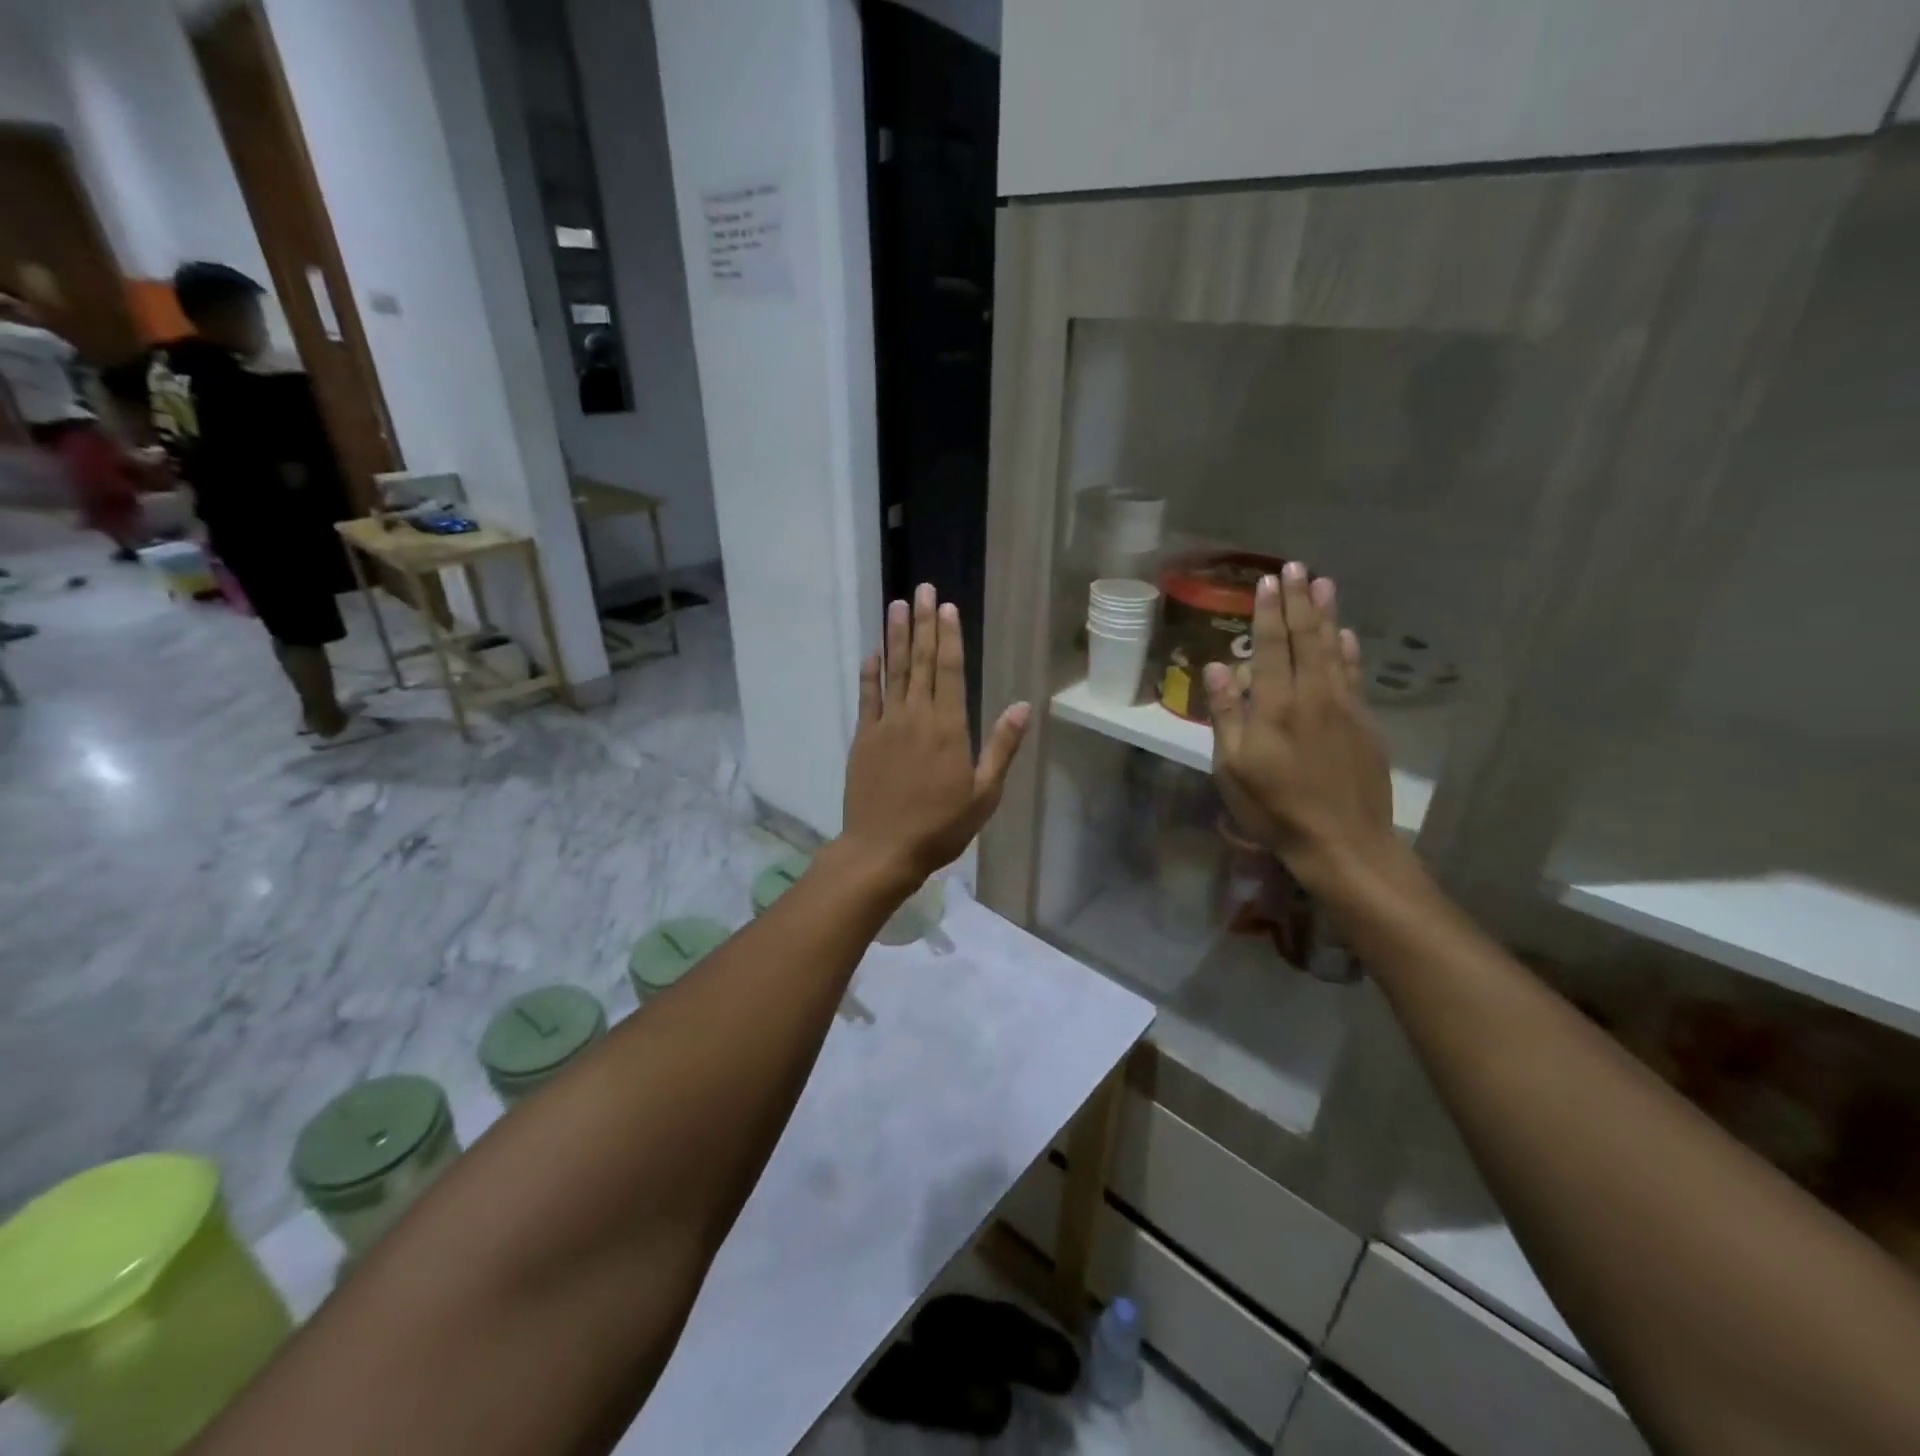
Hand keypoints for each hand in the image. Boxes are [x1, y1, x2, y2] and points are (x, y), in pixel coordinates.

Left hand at [840, 583, 1030, 888]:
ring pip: (894, 671)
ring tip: (897, 605)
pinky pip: (867, 697)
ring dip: (896, 636)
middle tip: (922, 588)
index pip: (951, 671)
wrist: (883, 849)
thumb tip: (1022, 706)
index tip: (947, 607)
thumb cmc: (941, 827)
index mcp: (949, 728)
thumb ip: (1002, 747)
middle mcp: (917, 716)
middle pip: (922, 661)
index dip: (949, 636)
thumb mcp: (984, 794)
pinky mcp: (863, 737)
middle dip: (923, 623)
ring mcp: (886, 724)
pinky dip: (870, 672)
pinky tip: (873, 651)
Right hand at [1205, 563, 1396, 895]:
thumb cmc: (1275, 808)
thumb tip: (1218, 666)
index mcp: (1276, 706)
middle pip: (1307, 638)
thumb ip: (1226, 715)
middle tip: (1296, 566)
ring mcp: (1344, 708)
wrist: (1343, 842)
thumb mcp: (1232, 767)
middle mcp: (1313, 696)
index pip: (1273, 646)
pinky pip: (1354, 675)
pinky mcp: (1364, 724)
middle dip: (1299, 601)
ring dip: (1327, 614)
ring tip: (1323, 583)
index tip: (1267, 581)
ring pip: (1334, 650)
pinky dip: (1349, 650)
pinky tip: (1347, 635)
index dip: (1269, 612)